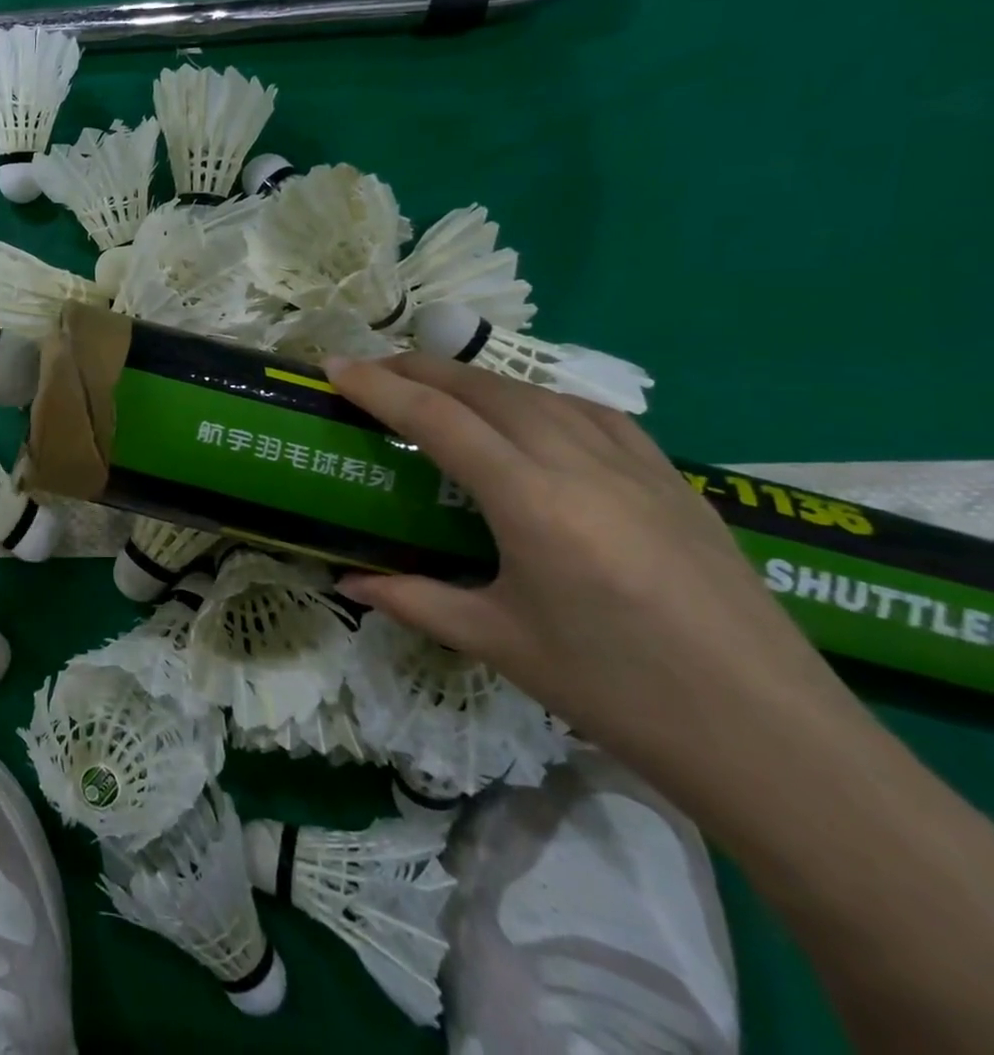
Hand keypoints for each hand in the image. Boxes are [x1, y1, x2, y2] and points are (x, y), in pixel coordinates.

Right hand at [323, 353, 847, 767]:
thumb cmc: (617, 692)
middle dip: (419, 370)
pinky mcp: (676, 481)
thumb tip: (348, 581)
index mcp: (531, 502)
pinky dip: (541, 399)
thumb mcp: (499, 644)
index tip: (334, 367)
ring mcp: (637, 466)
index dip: (379, 387)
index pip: (437, 420)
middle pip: (486, 390)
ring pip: (540, 393)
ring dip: (478, 381)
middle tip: (371, 371)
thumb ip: (414, 600)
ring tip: (438, 388)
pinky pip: (594, 415)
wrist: (774, 741)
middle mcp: (581, 464)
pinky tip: (532, 417)